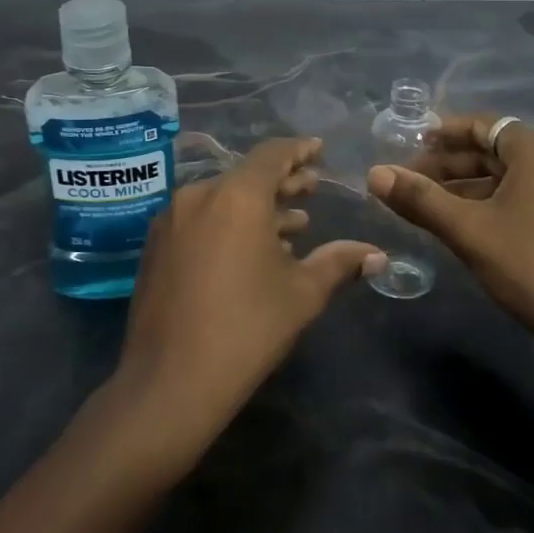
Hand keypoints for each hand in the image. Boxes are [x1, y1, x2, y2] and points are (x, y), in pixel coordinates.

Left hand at [110, 138, 385, 466]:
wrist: (170, 382)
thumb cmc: (247, 329)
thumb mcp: (302, 293)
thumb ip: (339, 263)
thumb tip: (377, 255)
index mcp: (236, 196)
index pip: (272, 155)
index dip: (299, 150)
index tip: (319, 150)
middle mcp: (198, 195)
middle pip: (246, 177)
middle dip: (282, 182)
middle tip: (312, 189)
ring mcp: (171, 220)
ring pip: (222, 199)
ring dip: (257, 208)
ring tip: (291, 225)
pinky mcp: (155, 246)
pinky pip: (200, 220)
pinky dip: (228, 224)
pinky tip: (251, 251)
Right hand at [367, 115, 533, 369]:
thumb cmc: (531, 266)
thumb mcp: (468, 230)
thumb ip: (419, 199)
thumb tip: (374, 174)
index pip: (483, 126)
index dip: (443, 134)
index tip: (410, 148)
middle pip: (497, 151)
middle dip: (452, 165)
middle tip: (411, 184)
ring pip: (513, 176)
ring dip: (471, 187)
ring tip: (431, 206)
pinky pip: (532, 194)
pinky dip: (498, 202)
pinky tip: (469, 224)